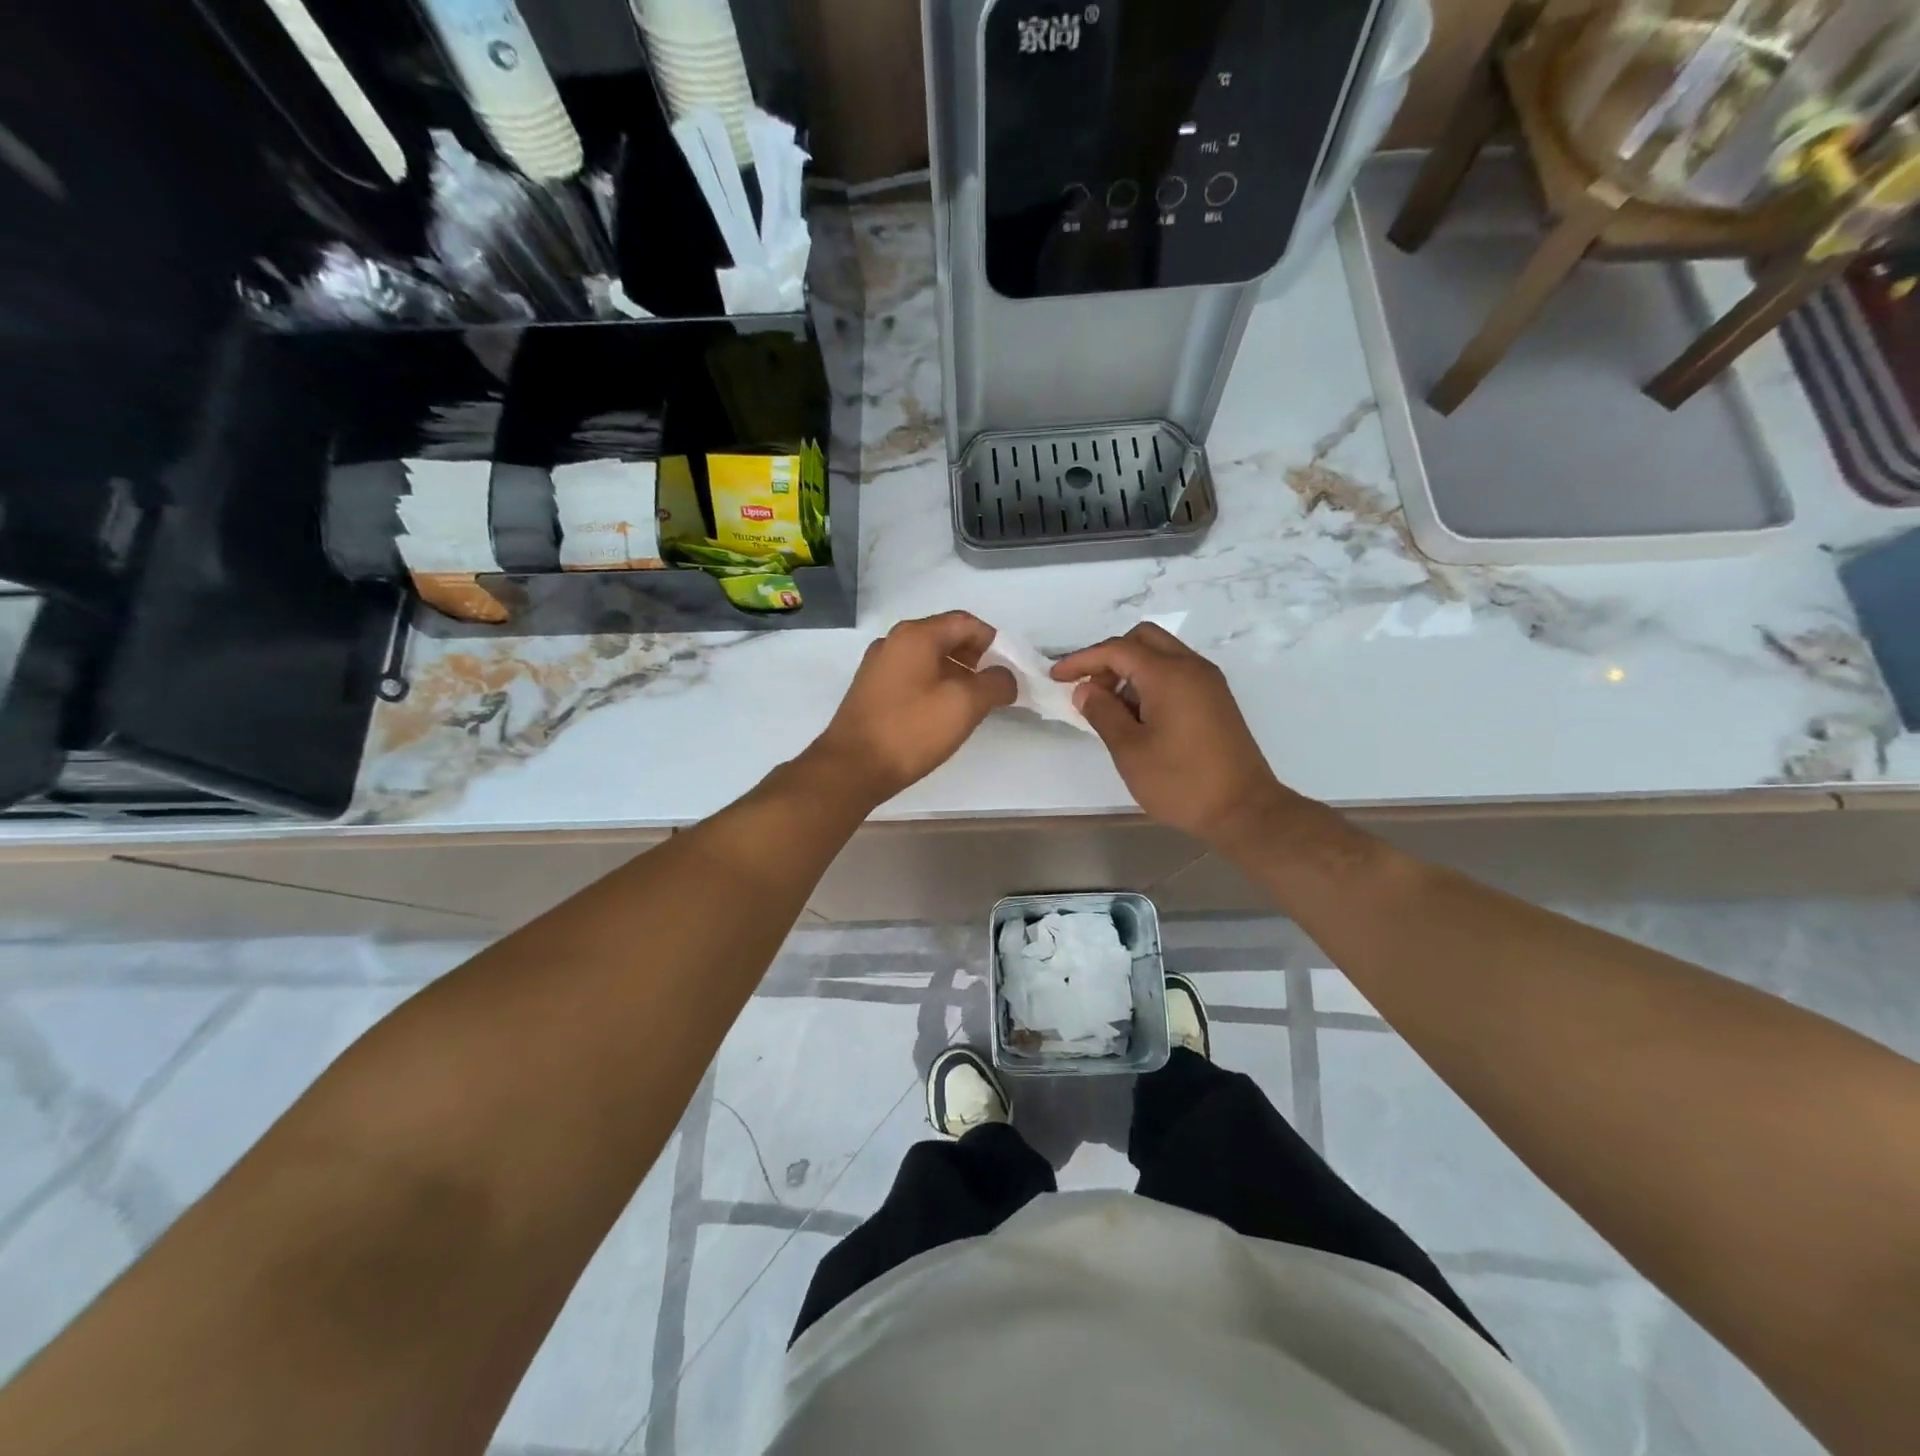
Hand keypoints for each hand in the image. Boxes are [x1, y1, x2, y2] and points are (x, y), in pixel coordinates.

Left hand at [811, 611, 1016, 805]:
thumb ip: (995, 684)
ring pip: (928, 658)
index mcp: (916, 635)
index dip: (994, 643)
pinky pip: (911, 676)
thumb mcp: (965, 705)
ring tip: (971, 704)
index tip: (1009, 671)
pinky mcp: (870, 689)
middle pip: (946, 637)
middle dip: (975, 659)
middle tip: (992, 688)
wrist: (852, 767)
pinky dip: (933, 685)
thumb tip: (1005, 677)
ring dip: (955, 674)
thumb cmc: (911, 730)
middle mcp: (894, 641)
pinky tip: (940, 714)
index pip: (966, 622)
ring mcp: (878, 665)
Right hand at [1050, 623, 1289, 843]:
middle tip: (1091, 690)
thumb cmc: (1181, 781)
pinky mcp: (1216, 700)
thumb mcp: (1130, 750)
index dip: (1082, 659)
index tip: (1057, 677)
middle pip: (1143, 639)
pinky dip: (1151, 681)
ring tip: (1112, 709)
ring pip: (1161, 654)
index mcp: (1169, 674)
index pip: (1117, 649)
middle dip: (1110, 657)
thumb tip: (1086, 689)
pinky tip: (1139, 716)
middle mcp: (1192, 667)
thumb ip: (1103, 712)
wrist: (1244, 810)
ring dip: (1131, 669)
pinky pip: (1177, 673)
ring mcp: (1208, 682)